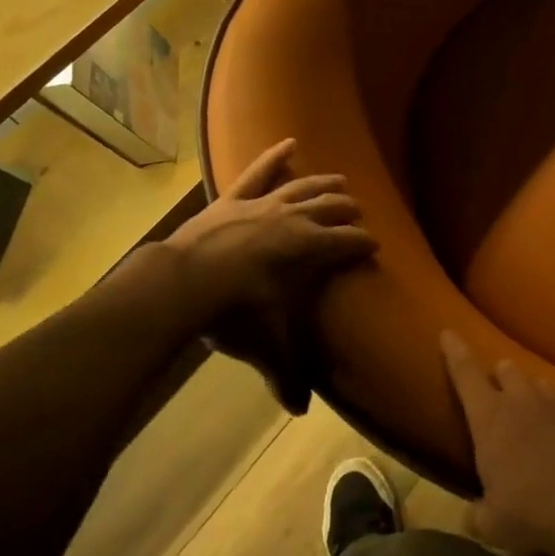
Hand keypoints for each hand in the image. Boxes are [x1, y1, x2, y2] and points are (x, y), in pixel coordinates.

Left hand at [166, 139, 375, 410]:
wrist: (180, 284)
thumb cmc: (233, 312)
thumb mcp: (265, 343)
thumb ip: (286, 374)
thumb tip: (300, 413)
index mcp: (310, 248)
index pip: (347, 242)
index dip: (363, 243)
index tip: (374, 246)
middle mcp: (294, 219)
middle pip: (331, 208)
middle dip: (348, 211)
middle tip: (359, 214)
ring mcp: (264, 204)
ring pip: (304, 186)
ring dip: (325, 183)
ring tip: (341, 181)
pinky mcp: (234, 198)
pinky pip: (259, 172)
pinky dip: (275, 156)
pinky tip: (289, 142)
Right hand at [440, 331, 554, 555]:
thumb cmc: (529, 511)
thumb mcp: (492, 524)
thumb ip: (478, 514)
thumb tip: (474, 516)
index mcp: (489, 418)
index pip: (466, 374)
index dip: (455, 352)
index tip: (448, 332)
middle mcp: (522, 400)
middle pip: (507, 369)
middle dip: (501, 376)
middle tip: (499, 393)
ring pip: (540, 383)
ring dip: (532, 394)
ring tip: (534, 415)